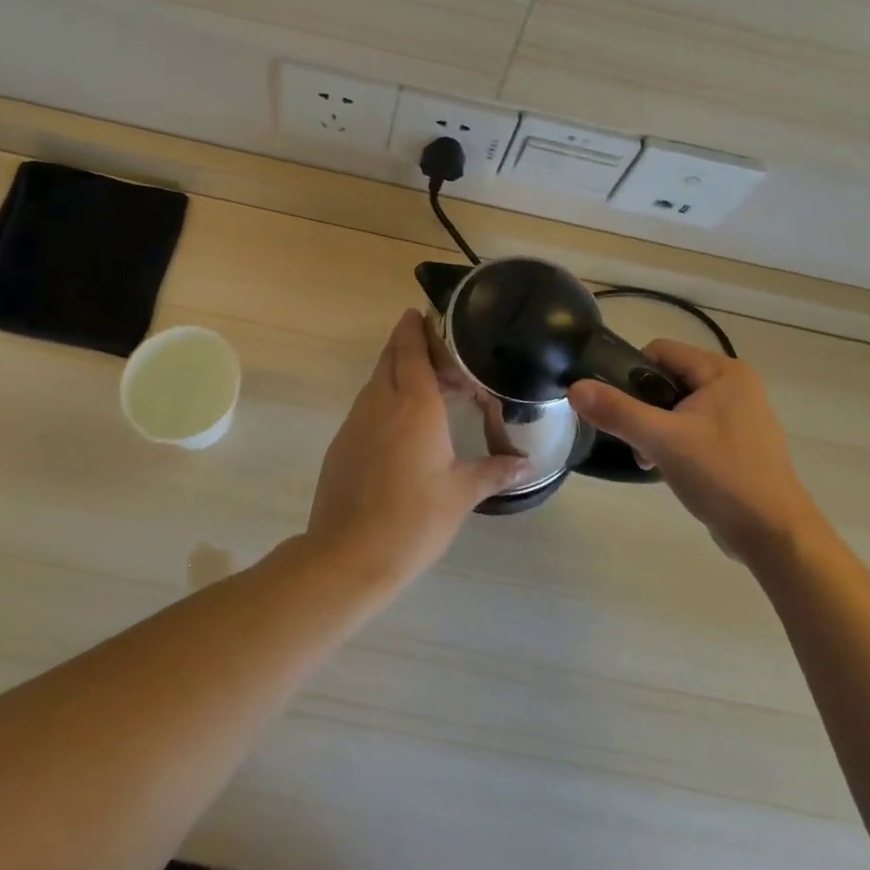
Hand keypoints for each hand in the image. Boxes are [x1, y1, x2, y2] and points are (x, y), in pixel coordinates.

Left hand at [304, 310, 527, 591]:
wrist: (348, 555)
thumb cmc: (413, 520)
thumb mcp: (461, 494)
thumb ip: (494, 471)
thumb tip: (527, 464)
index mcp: (414, 405)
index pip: (411, 350)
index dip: (415, 328)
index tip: (422, 313)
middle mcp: (381, 402)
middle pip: (391, 358)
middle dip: (410, 346)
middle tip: (441, 354)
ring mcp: (356, 421)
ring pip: (377, 381)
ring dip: (399, 374)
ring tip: (429, 389)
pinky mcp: (343, 442)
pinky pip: (367, 406)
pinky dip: (386, 399)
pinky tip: (404, 426)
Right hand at [570, 341, 821, 567]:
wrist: (775, 537)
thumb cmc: (722, 477)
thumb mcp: (662, 440)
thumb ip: (617, 411)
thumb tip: (574, 388)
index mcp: (724, 372)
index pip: (661, 351)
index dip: (631, 373)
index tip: (619, 406)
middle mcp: (735, 385)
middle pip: (668, 378)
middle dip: (644, 407)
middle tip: (634, 439)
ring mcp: (740, 415)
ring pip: (679, 406)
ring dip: (657, 428)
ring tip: (649, 459)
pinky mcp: (740, 443)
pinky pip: (694, 428)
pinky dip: (676, 443)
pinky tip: (669, 469)